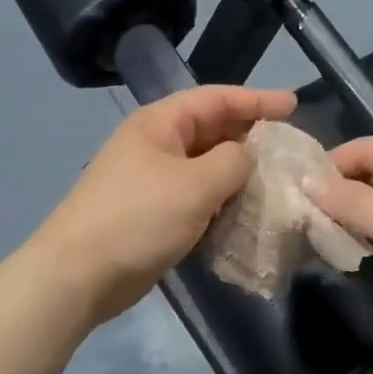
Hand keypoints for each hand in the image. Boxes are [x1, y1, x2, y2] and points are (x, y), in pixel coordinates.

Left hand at [30, 86, 296, 325]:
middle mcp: (157, 145)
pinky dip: (222, 203)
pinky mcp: (155, 214)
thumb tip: (247, 156)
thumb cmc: (138, 218)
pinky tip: (246, 216)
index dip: (257, 99)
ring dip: (239, 176)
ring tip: (276, 184)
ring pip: (207, 168)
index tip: (294, 105)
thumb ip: (233, 162)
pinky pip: (198, 198)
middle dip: (250, 139)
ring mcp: (154, 180)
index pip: (216, 98)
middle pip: (212, 131)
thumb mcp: (195, 185)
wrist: (78, 275)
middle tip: (289, 151)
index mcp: (161, 123)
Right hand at [306, 138, 372, 340]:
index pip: (363, 148)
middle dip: (340, 192)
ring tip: (322, 234)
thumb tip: (307, 181)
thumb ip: (351, 202)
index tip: (297, 191)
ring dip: (356, 214)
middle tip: (305, 217)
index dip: (329, 165)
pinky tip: (356, 249)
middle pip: (372, 172)